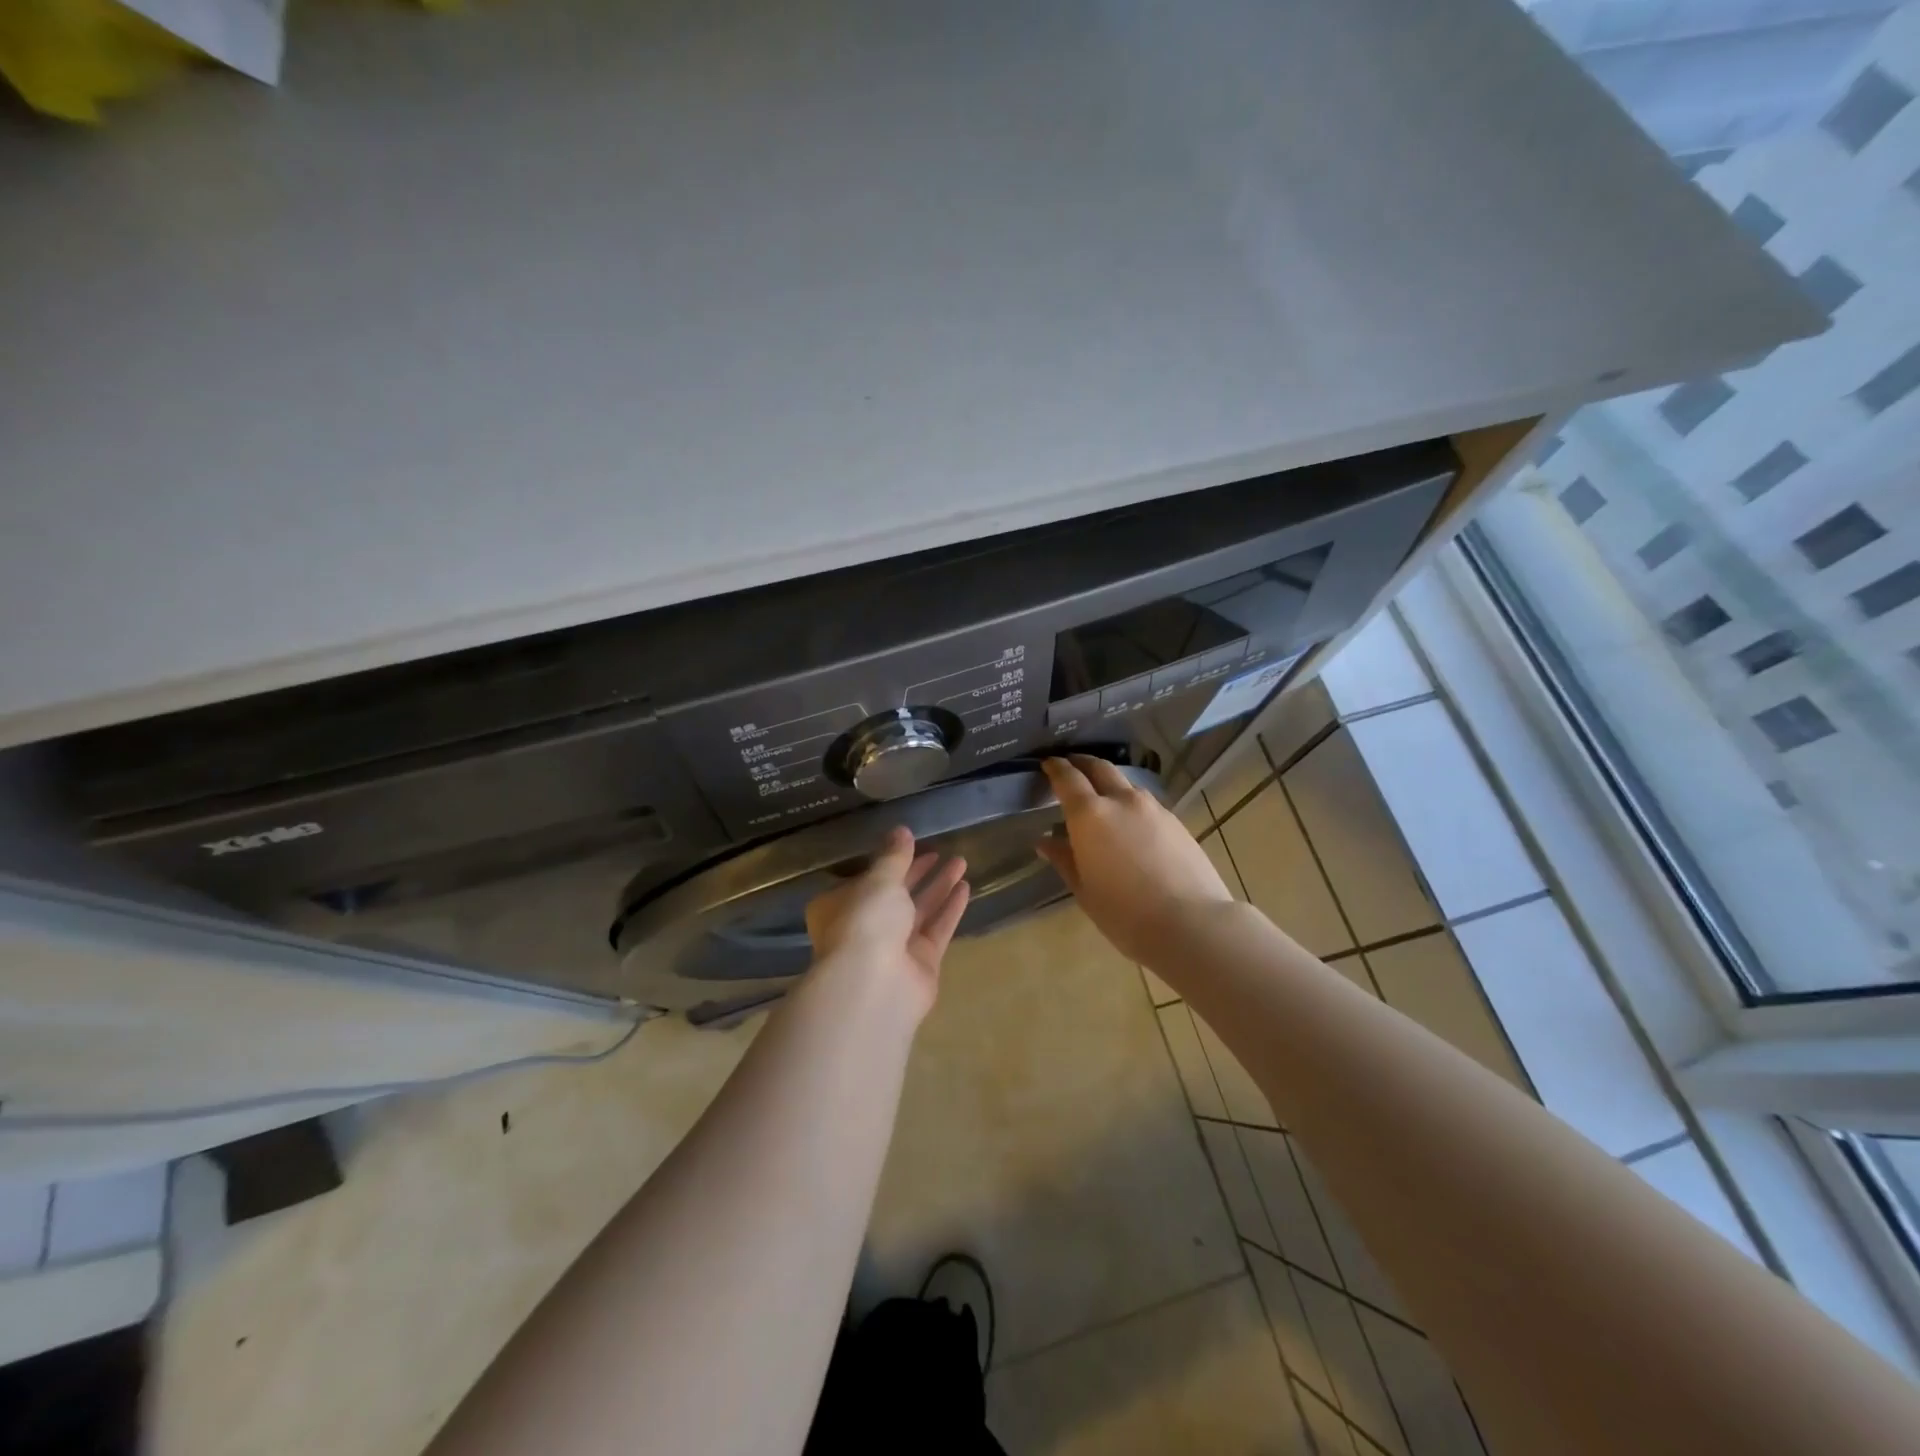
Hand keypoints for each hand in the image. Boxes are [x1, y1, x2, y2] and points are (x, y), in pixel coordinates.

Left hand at [803, 827, 970, 1024]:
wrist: (875, 985)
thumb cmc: (865, 922)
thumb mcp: (879, 880)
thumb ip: (893, 856)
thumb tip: (901, 830)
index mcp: (839, 907)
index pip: (865, 880)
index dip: (888, 861)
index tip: (911, 843)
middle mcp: (864, 928)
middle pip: (895, 895)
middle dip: (918, 872)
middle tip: (941, 850)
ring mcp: (893, 949)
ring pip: (919, 911)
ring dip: (939, 886)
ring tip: (961, 861)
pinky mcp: (920, 964)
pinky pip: (936, 930)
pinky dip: (949, 909)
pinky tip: (966, 887)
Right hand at [1035, 755, 1233, 963]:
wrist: (1191, 923)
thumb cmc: (1125, 913)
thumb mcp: (1084, 890)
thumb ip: (1064, 859)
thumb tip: (1046, 841)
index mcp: (1090, 815)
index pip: (1068, 778)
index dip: (1056, 767)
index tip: (1048, 763)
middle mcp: (1121, 800)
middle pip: (1099, 767)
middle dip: (1083, 763)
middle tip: (1072, 766)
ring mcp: (1153, 808)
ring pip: (1126, 784)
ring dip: (1109, 783)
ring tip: (1102, 799)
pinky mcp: (1175, 822)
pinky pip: (1145, 803)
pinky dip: (1131, 804)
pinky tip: (1131, 825)